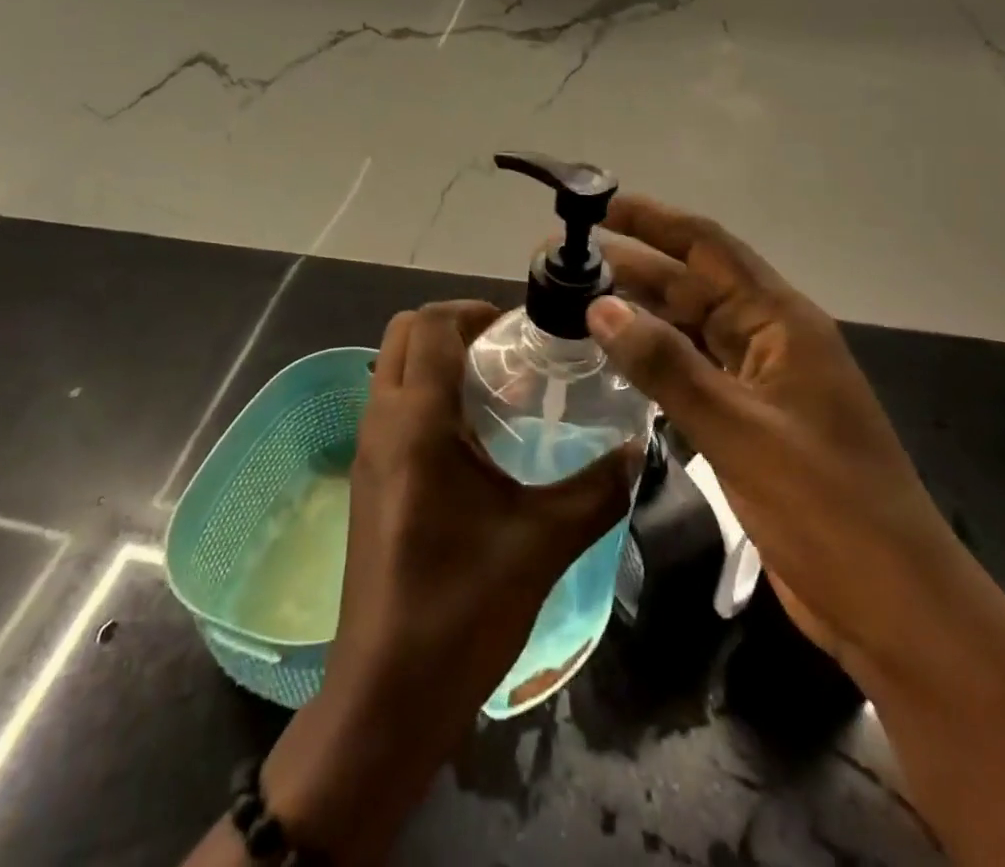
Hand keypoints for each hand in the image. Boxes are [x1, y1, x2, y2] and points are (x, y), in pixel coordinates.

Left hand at [261, 301, 636, 862]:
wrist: (388, 694)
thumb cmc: (462, 608)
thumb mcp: (543, 542)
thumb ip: (597, 490)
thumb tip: (638, 451)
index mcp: (417, 420)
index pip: (431, 324)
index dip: (474, 310)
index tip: (520, 328)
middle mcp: (382, 420)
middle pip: (403, 333)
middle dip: (453, 326)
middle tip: (508, 352)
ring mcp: (366, 449)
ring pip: (392, 367)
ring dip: (437, 359)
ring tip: (497, 390)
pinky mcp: (366, 477)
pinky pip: (391, 404)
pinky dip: (426, 393)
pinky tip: (474, 440)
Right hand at [585, 195, 964, 676]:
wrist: (893, 607)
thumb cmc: (827, 507)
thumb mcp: (740, 430)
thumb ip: (666, 366)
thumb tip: (600, 305)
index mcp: (781, 322)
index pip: (708, 247)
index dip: (653, 221)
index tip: (598, 206)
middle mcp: (769, 339)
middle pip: (692, 285)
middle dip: (633, 267)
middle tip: (565, 263)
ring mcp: (759, 382)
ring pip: (688, 329)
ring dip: (639, 314)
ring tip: (576, 302)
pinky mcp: (748, 422)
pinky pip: (691, 372)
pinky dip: (653, 361)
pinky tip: (614, 361)